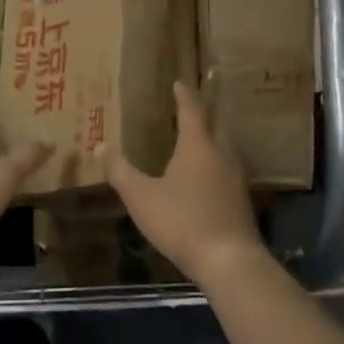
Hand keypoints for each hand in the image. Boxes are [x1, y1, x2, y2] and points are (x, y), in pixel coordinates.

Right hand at [111, 82, 264, 289]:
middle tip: (189, 108)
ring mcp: (235, 178)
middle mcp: (220, 154)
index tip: (178, 83)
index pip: (191, 110)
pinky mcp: (242, 200)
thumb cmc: (182, 221)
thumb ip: (121, 172)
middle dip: (203, 114)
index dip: (184, 95)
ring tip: (198, 139)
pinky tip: (208, 177)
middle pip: (215, 124)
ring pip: (225, 147)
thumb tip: (101, 145)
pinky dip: (217, 163)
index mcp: (197, 145)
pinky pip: (228, 170)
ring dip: (212, 138)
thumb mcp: (141, 197)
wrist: (229, 260)